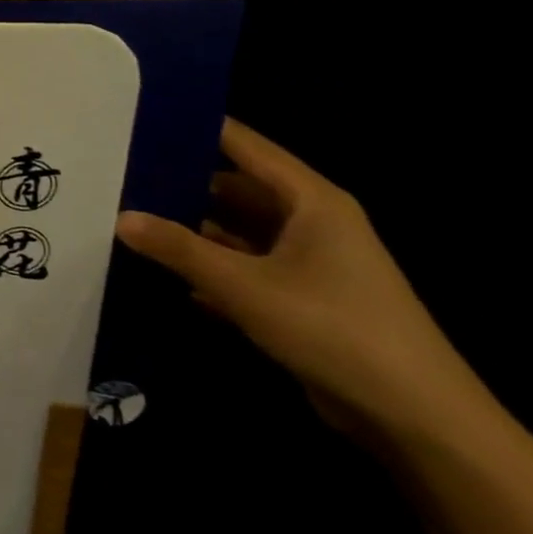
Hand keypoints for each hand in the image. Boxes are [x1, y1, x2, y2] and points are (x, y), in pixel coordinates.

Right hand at [116, 119, 487, 442]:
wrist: (411, 414)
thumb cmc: (332, 327)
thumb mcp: (244, 284)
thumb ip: (180, 249)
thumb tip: (121, 217)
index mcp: (312, 202)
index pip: (247, 148)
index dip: (202, 130)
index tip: (149, 119)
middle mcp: (313, 224)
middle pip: (240, 189)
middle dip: (186, 183)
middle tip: (125, 173)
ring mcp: (310, 264)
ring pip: (240, 232)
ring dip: (194, 231)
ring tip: (133, 218)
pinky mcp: (302, 300)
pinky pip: (246, 270)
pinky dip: (210, 269)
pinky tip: (165, 273)